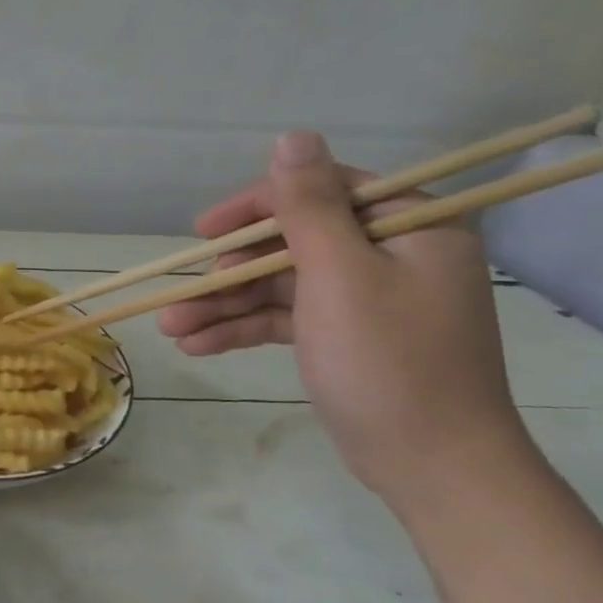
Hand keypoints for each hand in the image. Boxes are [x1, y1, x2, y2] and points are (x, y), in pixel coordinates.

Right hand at [159, 132, 531, 502]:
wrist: (432, 466)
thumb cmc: (388, 361)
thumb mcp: (340, 275)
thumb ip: (309, 206)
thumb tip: (292, 137)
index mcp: (409, 227)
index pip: (322, 192)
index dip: (257, 207)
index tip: (205, 231)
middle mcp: (390, 254)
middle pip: (291, 243)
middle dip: (230, 272)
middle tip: (182, 293)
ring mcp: (366, 298)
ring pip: (280, 285)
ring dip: (224, 305)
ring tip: (170, 327)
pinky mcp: (345, 336)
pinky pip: (285, 318)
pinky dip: (243, 329)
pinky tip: (195, 345)